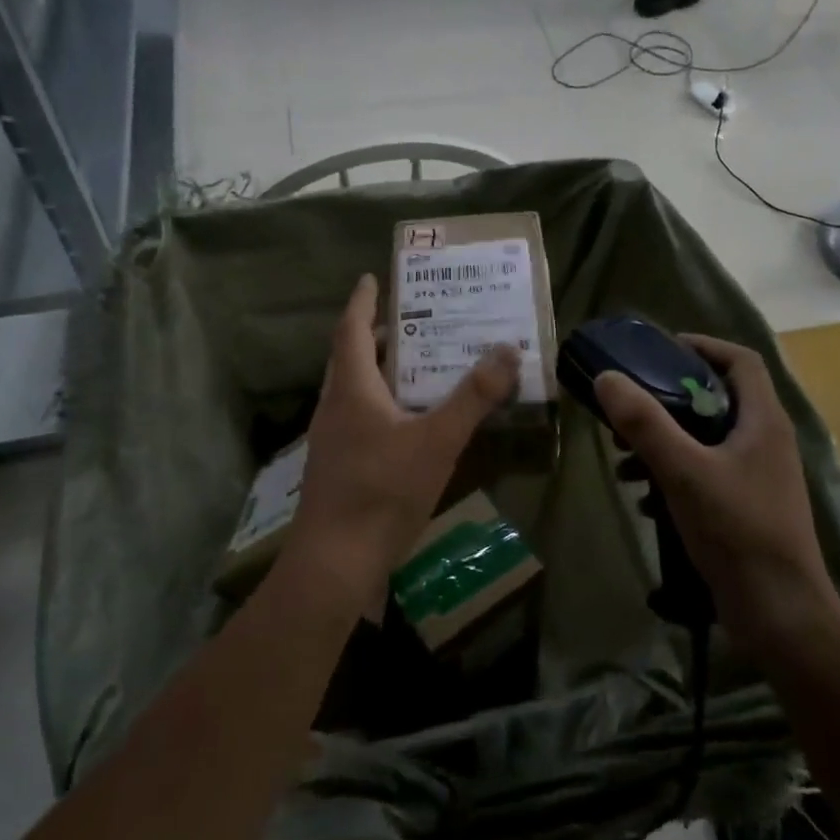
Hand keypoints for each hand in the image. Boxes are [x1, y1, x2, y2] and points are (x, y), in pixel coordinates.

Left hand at [286, 274, 519, 605]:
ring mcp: (331, 439)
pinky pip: (358, 417)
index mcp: (352, 390)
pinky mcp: (337, 466)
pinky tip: (406, 421)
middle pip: (350, 357)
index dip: (362, 301)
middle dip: (374, 334)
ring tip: (415, 363)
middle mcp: (335, 407)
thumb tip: (508, 350)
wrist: (334, 562)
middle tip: (409, 319)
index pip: (351, 329)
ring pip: (353, 389)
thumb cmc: (383, 491)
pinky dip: (380, 403)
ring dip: (378, 369)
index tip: (371, 277)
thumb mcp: (438, 441)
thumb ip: (473, 397)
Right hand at [594, 335, 839, 651]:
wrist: (780, 614)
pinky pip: (706, 473)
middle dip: (669, 399)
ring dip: (665, 440)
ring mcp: (759, 477)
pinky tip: (643, 498)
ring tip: (626, 457)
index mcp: (763, 421)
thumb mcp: (683, 471)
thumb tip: (607, 378)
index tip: (660, 349)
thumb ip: (645, 423)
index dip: (703, 346)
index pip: (740, 361)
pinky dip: (673, 474)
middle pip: (718, 398)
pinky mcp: (747, 507)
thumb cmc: (737, 531)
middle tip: (631, 406)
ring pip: (707, 439)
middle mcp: (766, 441)